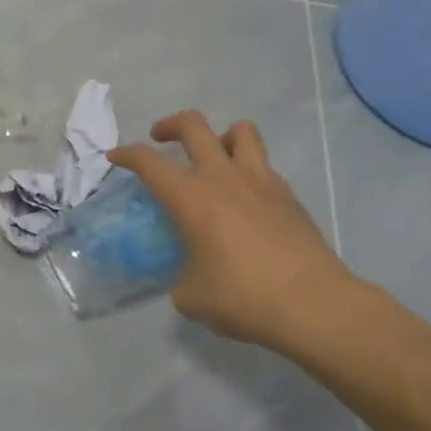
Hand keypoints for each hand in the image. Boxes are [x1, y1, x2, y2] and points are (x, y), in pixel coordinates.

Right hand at [110, 111, 365, 355]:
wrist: (315, 305)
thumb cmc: (244, 298)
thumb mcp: (192, 297)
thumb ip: (181, 278)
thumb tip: (188, 277)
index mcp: (191, 198)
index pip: (148, 162)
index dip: (126, 154)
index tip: (115, 157)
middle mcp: (223, 178)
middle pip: (193, 125)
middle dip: (170, 125)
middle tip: (160, 139)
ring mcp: (260, 182)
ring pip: (239, 131)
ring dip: (219, 136)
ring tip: (212, 157)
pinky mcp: (288, 195)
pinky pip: (262, 164)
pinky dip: (247, 169)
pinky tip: (244, 198)